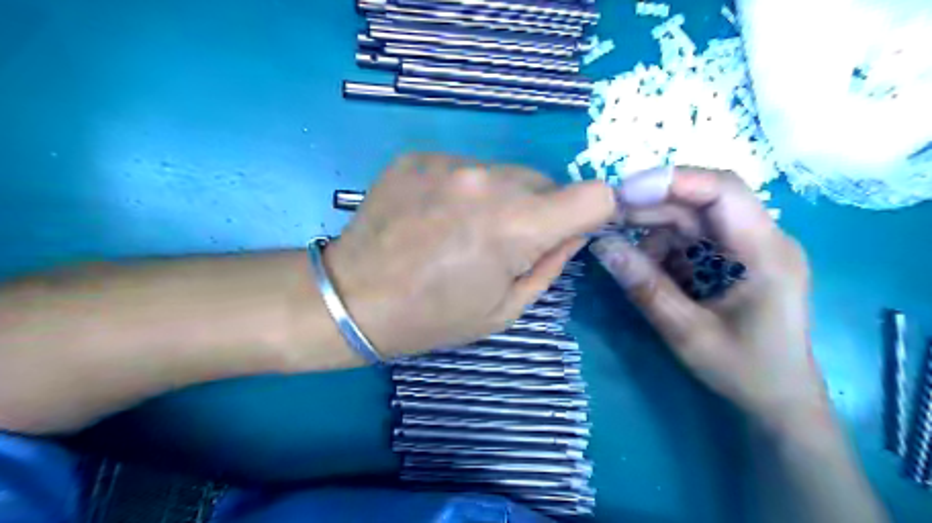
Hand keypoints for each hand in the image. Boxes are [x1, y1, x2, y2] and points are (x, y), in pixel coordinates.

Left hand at [325, 154, 617, 358]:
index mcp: (516, 225)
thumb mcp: (506, 309)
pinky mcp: (418, 157)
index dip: (593, 213)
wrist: (354, 298)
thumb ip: (551, 264)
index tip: (572, 230)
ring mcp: (449, 163)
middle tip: (503, 243)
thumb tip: (574, 231)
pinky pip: (464, 168)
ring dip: (499, 199)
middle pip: (545, 181)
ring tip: (461, 231)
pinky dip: (462, 190)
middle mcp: (488, 181)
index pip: (594, 195)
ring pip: (504, 173)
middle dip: (538, 211)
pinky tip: (433, 217)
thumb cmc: (434, 317)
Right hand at [589, 168, 830, 435]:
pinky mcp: (730, 260)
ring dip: (651, 232)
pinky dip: (660, 250)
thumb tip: (602, 246)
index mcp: (765, 252)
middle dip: (650, 207)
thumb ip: (646, 287)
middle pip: (699, 202)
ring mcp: (744, 249)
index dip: (672, 181)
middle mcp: (759, 239)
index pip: (723, 190)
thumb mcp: (687, 333)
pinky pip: (688, 241)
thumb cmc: (745, 370)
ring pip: (689, 220)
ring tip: (623, 256)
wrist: (778, 400)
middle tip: (606, 222)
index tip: (623, 193)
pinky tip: (645, 269)